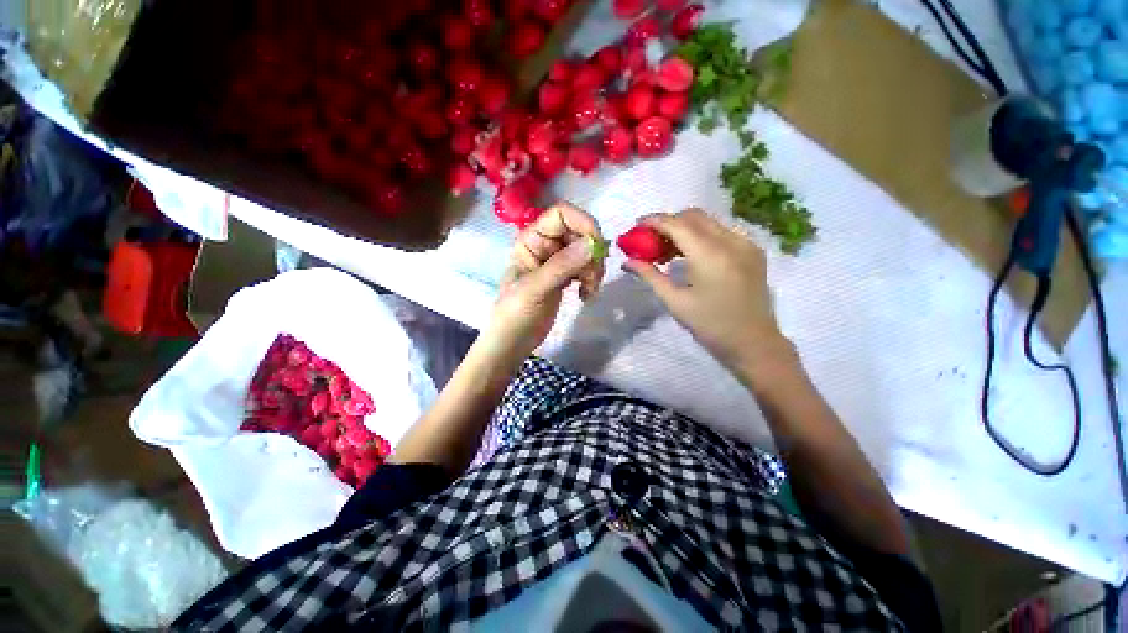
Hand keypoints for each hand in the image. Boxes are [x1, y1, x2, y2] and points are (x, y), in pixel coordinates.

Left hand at [484, 203, 605, 362]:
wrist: (513, 341)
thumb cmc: (514, 314)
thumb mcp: (534, 289)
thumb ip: (561, 266)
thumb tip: (592, 244)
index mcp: (531, 239)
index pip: (561, 214)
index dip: (583, 222)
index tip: (597, 246)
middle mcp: (545, 245)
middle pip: (579, 232)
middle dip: (592, 253)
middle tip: (594, 277)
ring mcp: (556, 261)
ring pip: (586, 252)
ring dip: (594, 269)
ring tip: (589, 291)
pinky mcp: (565, 277)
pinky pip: (586, 268)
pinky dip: (591, 280)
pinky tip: (585, 296)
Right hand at [624, 209, 790, 372]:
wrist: (753, 343)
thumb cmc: (710, 325)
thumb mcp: (675, 301)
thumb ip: (650, 275)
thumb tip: (627, 262)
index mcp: (710, 255)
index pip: (677, 224)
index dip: (654, 221)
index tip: (636, 225)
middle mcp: (731, 240)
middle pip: (693, 216)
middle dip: (668, 223)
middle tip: (651, 241)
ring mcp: (746, 243)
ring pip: (708, 222)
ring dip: (685, 229)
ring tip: (668, 250)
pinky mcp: (753, 250)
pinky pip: (722, 231)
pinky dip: (702, 236)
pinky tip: (692, 255)